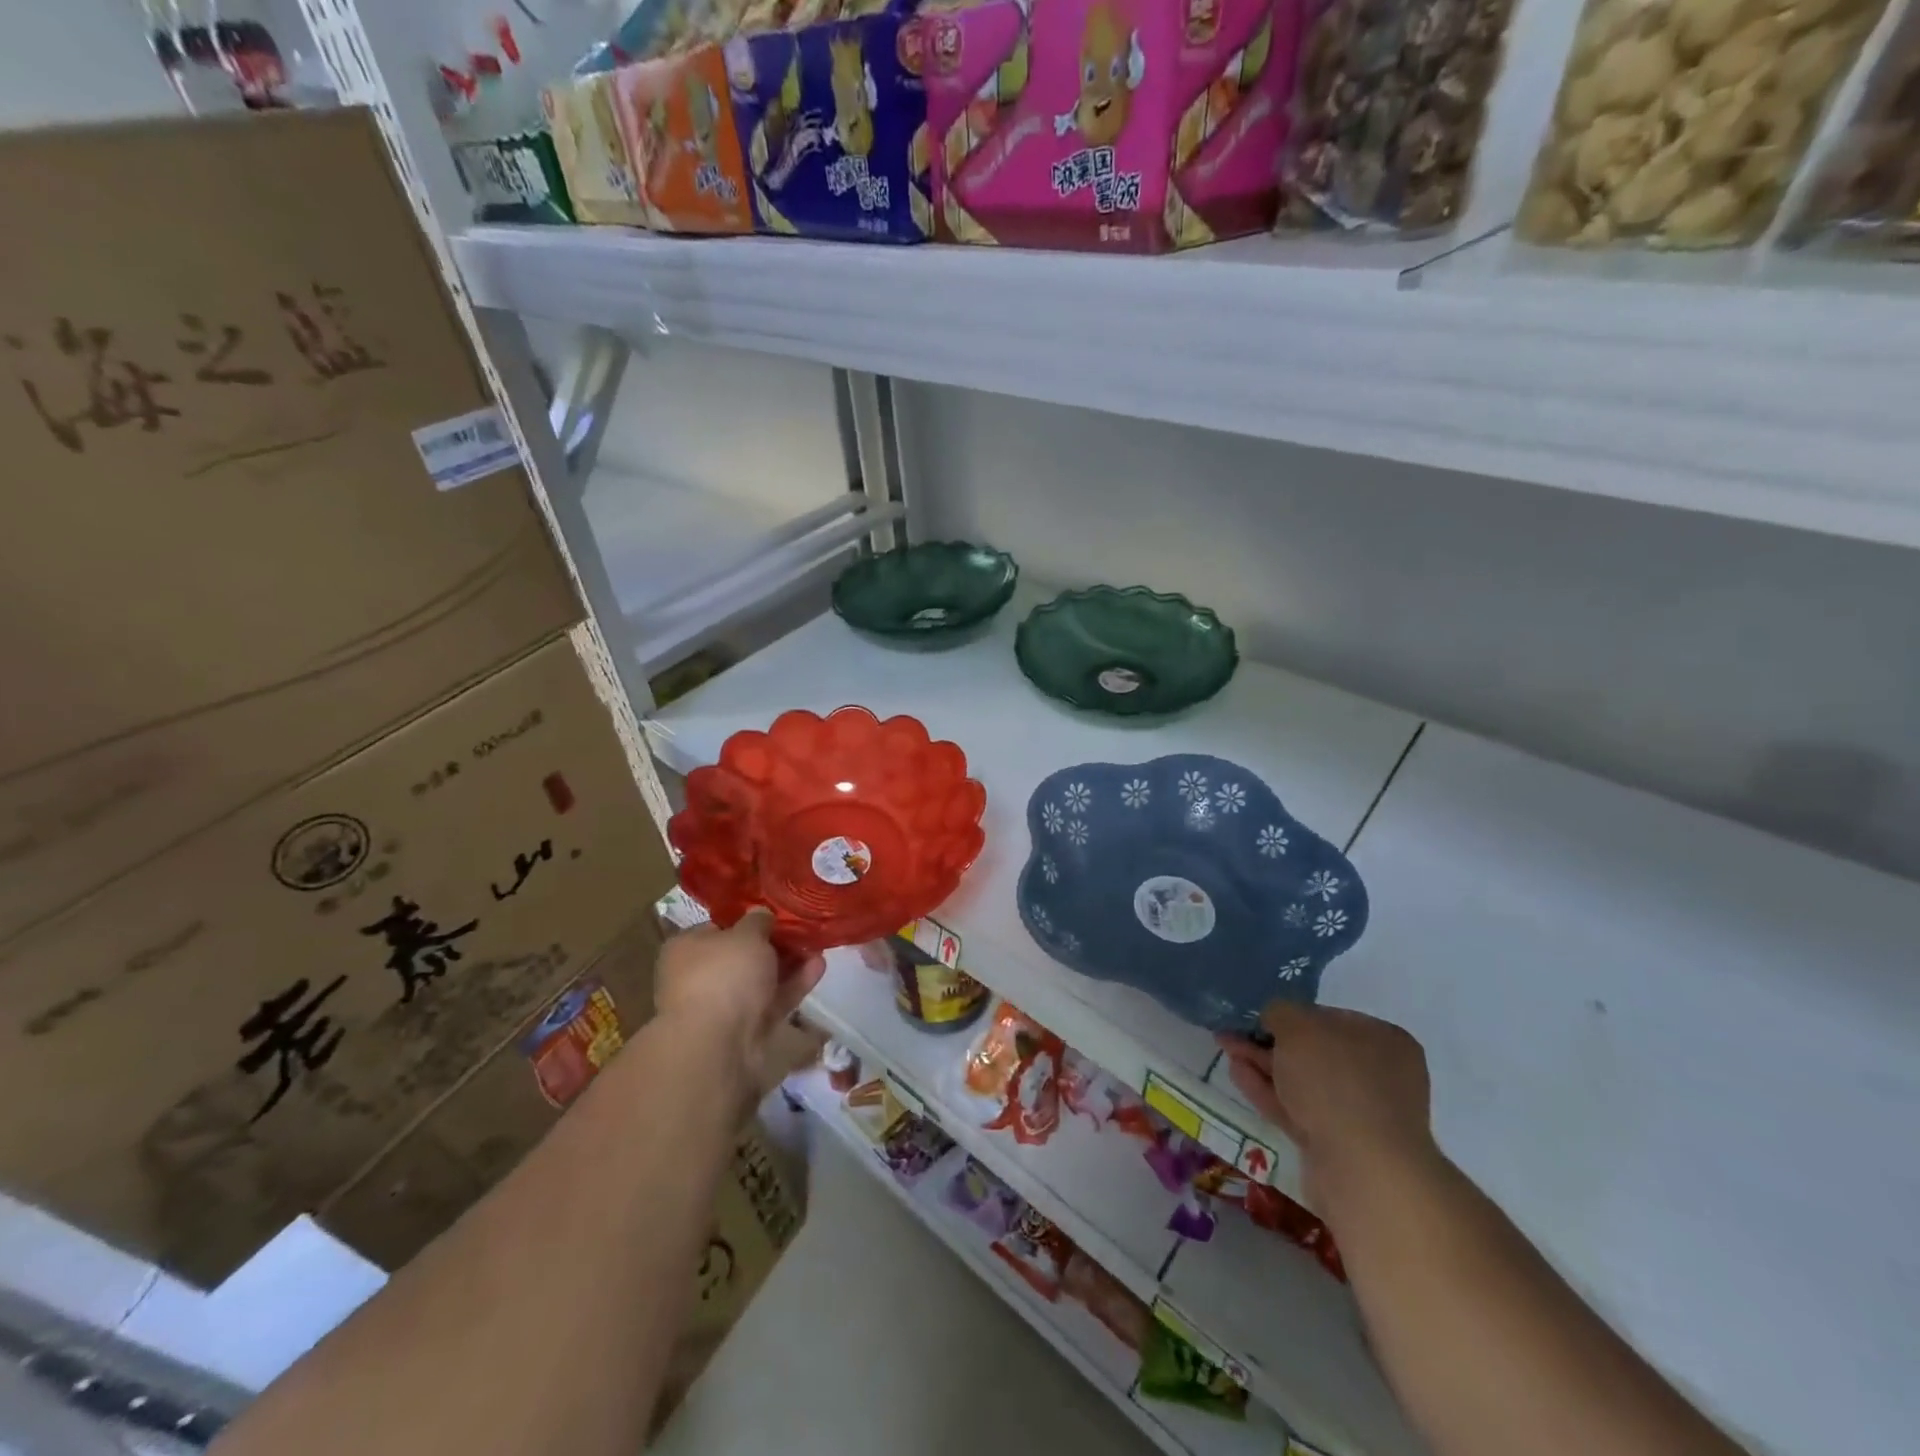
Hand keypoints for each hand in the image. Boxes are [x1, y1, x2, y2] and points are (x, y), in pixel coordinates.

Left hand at [655, 910, 825, 1105]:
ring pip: (760, 980)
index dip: (748, 920)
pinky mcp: (745, 1030)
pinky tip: (819, 967)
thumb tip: (761, 916)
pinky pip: (772, 1001)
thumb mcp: (746, 934)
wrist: (717, 1044)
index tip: (776, 914)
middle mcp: (699, 977)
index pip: (718, 927)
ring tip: (818, 946)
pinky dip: (793, 985)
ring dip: (789, 964)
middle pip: (742, 955)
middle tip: (804, 930)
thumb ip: (758, 921)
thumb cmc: (724, 974)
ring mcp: (722, 1006)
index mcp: (687, 948)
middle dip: (774, 944)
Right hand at [1216, 1003, 1440, 1217]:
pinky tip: (1237, 1074)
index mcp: (1384, 1040)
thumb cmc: (1336, 1081)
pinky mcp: (1337, 1144)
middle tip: (1232, 1032)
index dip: (1290, 1014)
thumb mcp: (1298, 1027)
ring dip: (1263, 1064)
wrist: (1362, 1171)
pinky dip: (1267, 1091)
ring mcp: (1359, 1113)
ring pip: (1301, 1081)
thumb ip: (1279, 1012)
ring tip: (1226, 1048)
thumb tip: (1273, 1017)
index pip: (1329, 1018)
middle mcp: (1378, 1074)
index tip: (1258, 1015)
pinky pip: (1297, 1108)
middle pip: (1313, 1051)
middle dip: (1269, 1041)